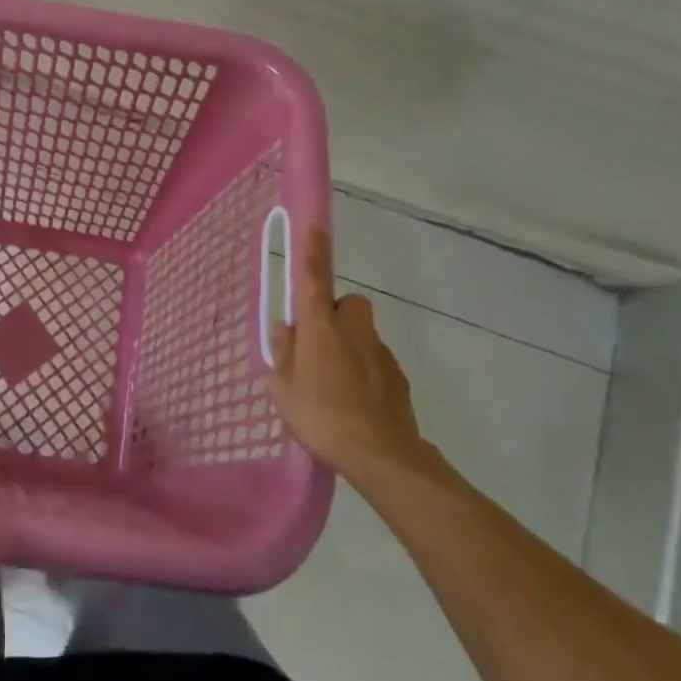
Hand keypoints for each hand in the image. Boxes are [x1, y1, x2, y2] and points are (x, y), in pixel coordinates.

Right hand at [267, 228, 442, 481]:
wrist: (382, 455)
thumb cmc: (321, 415)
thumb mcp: (282, 387)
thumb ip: (281, 353)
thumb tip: (286, 329)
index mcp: (320, 325)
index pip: (314, 276)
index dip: (312, 249)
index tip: (314, 225)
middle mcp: (353, 329)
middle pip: (347, 305)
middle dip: (334, 316)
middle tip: (317, 346)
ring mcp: (380, 352)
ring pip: (361, 335)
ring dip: (348, 347)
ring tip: (333, 386)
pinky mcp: (398, 377)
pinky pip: (374, 362)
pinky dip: (364, 373)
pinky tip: (354, 404)